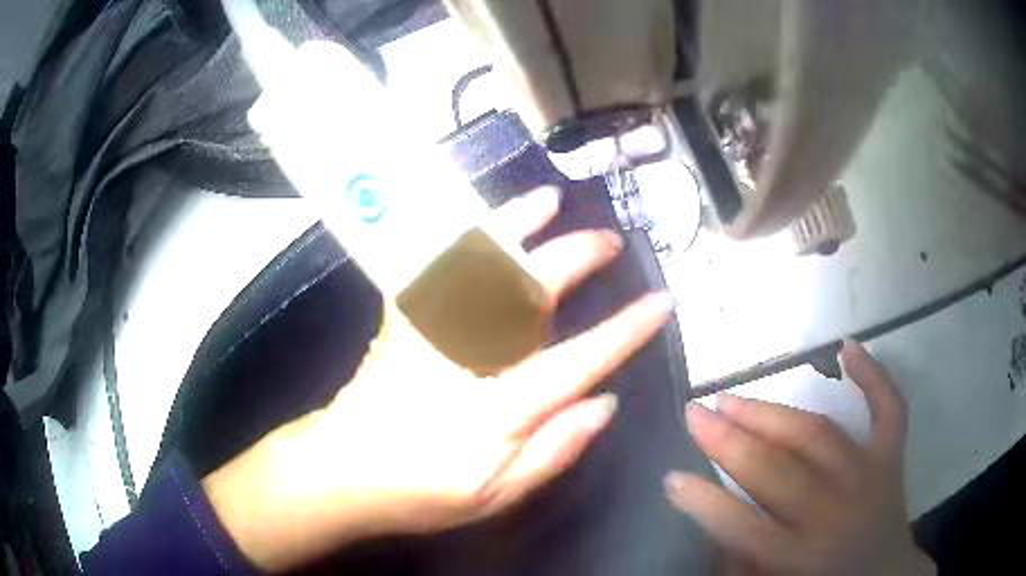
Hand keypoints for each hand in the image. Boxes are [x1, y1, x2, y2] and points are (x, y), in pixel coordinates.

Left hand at [202, 187, 674, 571]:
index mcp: (495, 414)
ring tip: (547, 199)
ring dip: (515, 227)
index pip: (575, 363)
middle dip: (574, 259)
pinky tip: (478, 218)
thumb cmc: (421, 494)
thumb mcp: (496, 496)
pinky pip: (430, 269)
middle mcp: (463, 364)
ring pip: (475, 267)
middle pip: (525, 296)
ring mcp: (425, 336)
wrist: (341, 473)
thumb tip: (605, 403)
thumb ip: (554, 450)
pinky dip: (458, 238)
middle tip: (608, 240)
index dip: (623, 332)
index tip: (659, 302)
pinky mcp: (400, 325)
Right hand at [664, 341, 934, 575]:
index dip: (703, 501)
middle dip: (731, 441)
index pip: (742, 526)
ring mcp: (868, 478)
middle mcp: (833, 514)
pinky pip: (889, 410)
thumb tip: (716, 526)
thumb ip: (741, 563)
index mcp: (799, 557)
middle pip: (778, 472)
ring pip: (820, 436)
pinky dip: (874, 375)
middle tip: (695, 412)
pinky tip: (848, 346)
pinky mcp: (891, 458)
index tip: (670, 476)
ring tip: (734, 396)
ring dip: (773, 413)